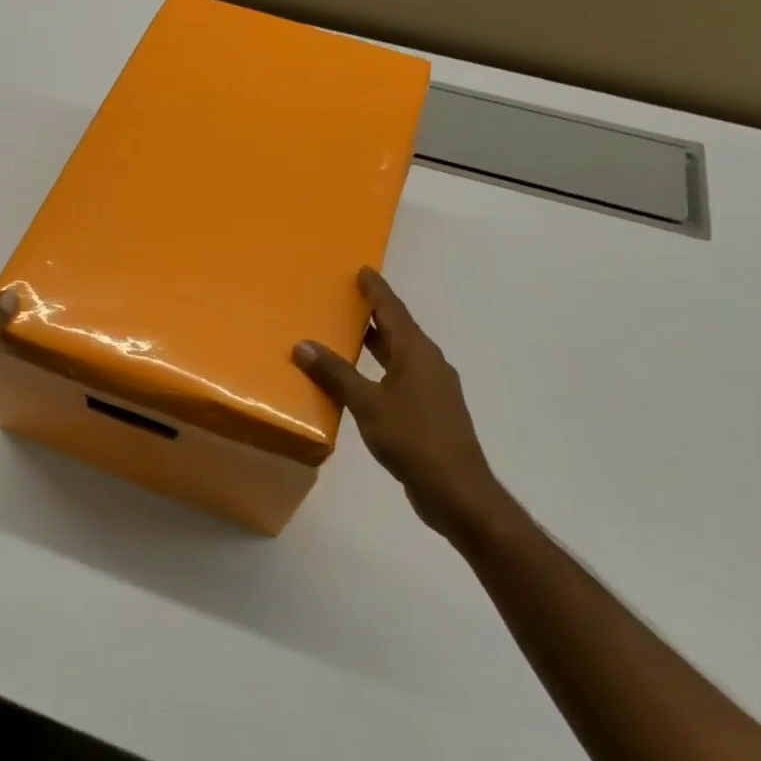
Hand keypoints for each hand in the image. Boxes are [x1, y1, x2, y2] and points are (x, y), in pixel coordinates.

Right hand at [294, 267, 512, 542]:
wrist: (456, 490)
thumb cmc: (413, 438)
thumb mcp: (368, 403)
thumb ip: (336, 373)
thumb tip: (303, 345)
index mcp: (417, 353)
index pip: (394, 311)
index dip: (377, 290)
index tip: (363, 270)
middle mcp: (429, 364)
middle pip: (399, 329)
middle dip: (375, 314)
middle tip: (346, 299)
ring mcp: (433, 389)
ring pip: (401, 355)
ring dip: (377, 342)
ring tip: (348, 334)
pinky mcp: (430, 411)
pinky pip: (401, 377)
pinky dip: (380, 368)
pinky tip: (361, 380)